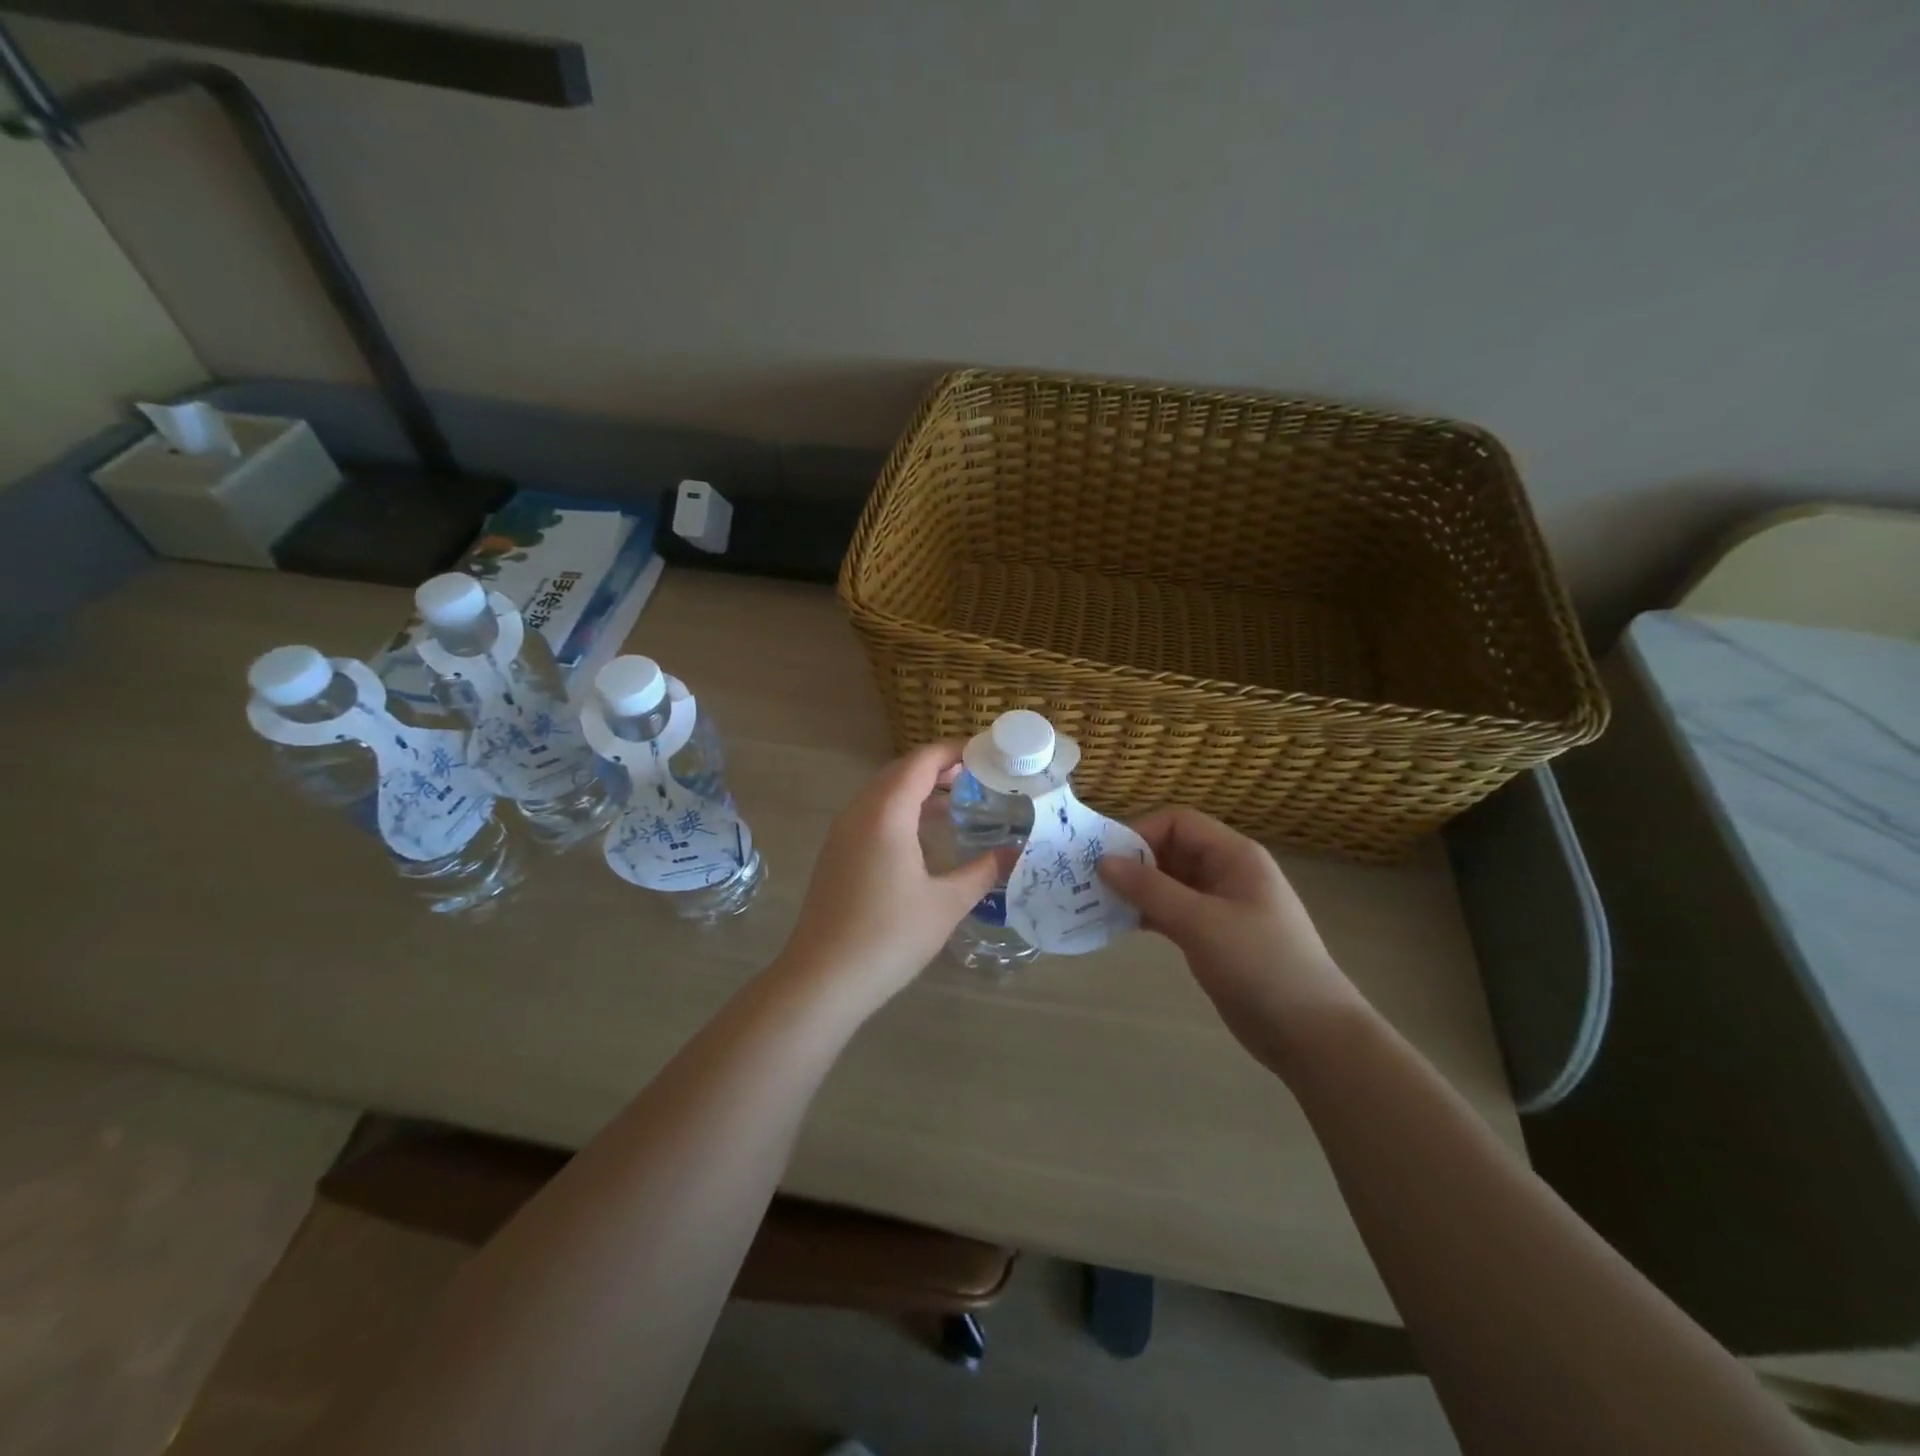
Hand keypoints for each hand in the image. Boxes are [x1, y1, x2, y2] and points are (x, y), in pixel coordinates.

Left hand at [775, 742, 997, 1013]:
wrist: (822, 979)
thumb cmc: (889, 936)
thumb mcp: (946, 904)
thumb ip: (983, 871)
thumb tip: (1015, 853)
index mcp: (886, 814)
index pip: (921, 762)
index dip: (953, 750)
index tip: (986, 752)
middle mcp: (859, 813)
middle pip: (900, 772)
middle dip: (938, 768)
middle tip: (978, 777)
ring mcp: (841, 833)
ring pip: (882, 793)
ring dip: (918, 790)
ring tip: (957, 803)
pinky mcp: (835, 854)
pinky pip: (871, 814)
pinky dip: (900, 810)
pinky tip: (922, 837)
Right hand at [1099, 808, 1362, 1070]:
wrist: (1309, 1033)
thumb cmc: (1259, 964)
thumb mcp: (1201, 922)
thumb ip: (1150, 889)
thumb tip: (1103, 861)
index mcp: (1234, 855)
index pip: (1178, 822)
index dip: (1140, 832)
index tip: (1105, 859)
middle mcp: (1226, 872)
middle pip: (1171, 850)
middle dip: (1132, 862)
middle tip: (1091, 882)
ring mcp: (1220, 906)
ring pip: (1168, 883)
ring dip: (1135, 890)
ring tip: (1096, 903)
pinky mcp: (1213, 936)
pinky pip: (1172, 912)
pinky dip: (1146, 914)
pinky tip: (1118, 925)